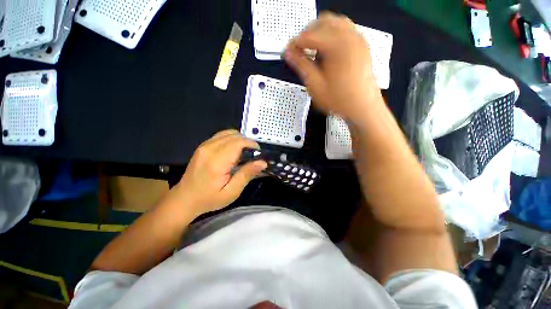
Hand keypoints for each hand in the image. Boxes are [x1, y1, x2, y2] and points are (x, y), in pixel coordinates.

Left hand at [171, 130, 266, 216]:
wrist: (184, 199)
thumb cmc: (209, 198)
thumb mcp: (231, 191)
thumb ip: (246, 174)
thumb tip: (262, 162)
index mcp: (216, 161)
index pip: (238, 142)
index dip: (251, 144)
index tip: (258, 152)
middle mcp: (209, 149)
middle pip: (234, 135)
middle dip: (247, 141)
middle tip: (253, 154)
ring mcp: (204, 145)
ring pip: (227, 133)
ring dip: (240, 139)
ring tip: (244, 152)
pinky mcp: (203, 146)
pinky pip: (221, 135)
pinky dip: (231, 139)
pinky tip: (234, 150)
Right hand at [284, 12, 383, 123]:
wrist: (363, 107)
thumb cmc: (339, 99)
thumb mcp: (315, 85)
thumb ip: (301, 65)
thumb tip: (288, 53)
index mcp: (337, 45)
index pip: (309, 35)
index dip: (295, 43)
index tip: (287, 52)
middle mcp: (349, 36)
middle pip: (322, 22)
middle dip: (307, 33)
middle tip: (299, 50)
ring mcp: (358, 39)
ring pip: (335, 22)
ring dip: (320, 32)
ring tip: (312, 49)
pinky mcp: (362, 45)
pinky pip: (345, 29)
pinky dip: (332, 34)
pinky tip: (327, 50)